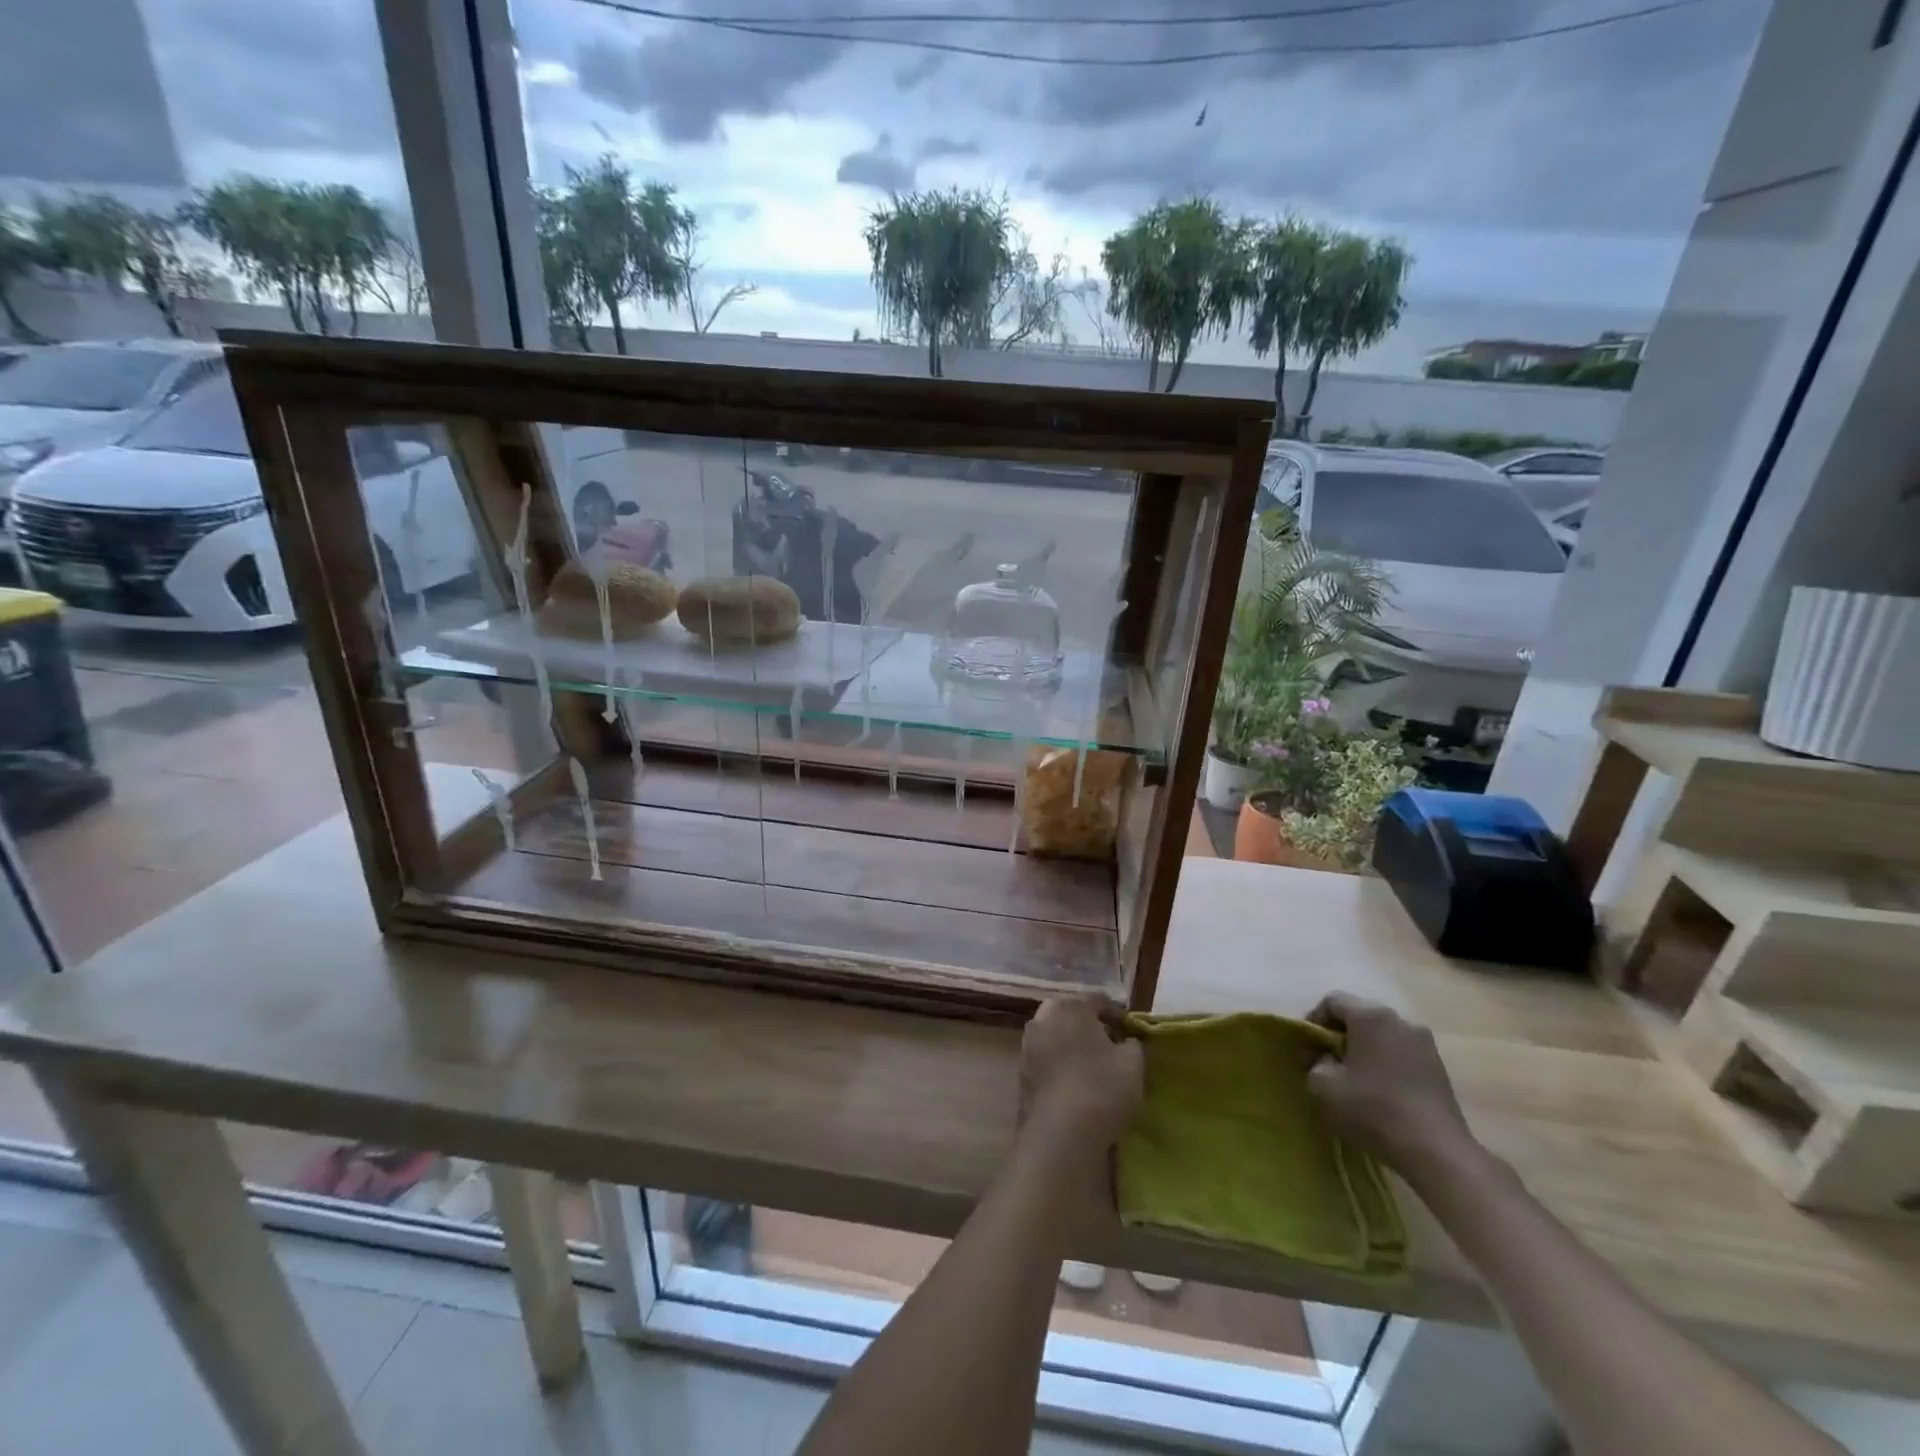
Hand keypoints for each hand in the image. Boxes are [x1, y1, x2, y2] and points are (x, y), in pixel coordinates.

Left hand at [1019, 997, 1142, 1152]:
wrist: (1060, 1134)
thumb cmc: (1102, 1087)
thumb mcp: (1133, 1062)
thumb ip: (1132, 1044)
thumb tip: (1126, 1042)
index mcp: (1069, 1006)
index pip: (1098, 1001)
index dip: (1117, 1015)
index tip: (1131, 1032)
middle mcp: (1042, 1019)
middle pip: (1071, 1017)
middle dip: (1090, 1028)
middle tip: (1111, 1047)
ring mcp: (1027, 1047)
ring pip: (1056, 1040)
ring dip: (1072, 1048)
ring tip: (1094, 1070)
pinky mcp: (1021, 1076)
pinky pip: (1047, 1064)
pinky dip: (1061, 1069)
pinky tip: (1076, 1088)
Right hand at [1305, 994, 1478, 1181]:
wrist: (1436, 1152)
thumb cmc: (1373, 1110)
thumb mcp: (1323, 1087)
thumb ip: (1313, 1062)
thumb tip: (1322, 1057)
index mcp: (1371, 1016)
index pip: (1333, 1001)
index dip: (1314, 1019)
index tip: (1308, 1046)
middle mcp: (1400, 1020)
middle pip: (1360, 1015)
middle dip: (1340, 1034)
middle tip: (1327, 1060)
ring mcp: (1425, 1044)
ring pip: (1383, 1035)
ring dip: (1365, 1049)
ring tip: (1355, 1077)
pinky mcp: (1439, 1068)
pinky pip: (1402, 1053)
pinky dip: (1386, 1063)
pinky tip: (1381, 1090)